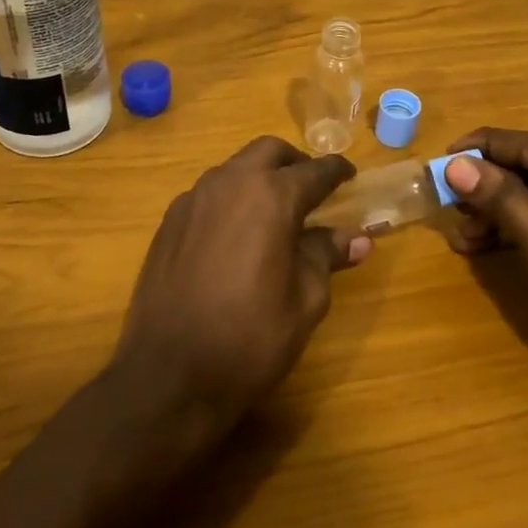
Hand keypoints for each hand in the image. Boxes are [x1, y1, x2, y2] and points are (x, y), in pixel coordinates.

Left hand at [110, 137, 371, 445]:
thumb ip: (326, 256)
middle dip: (295, 163)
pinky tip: (236, 233)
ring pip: (234, 168)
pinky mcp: (168, 222)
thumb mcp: (305, 300)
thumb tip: (358, 238)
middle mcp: (229, 184)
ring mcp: (193, 200)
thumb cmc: (251, 339)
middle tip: (312, 189)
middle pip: (268, 152)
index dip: (336, 171)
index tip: (349, 175)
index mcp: (271, 197)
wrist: (169, 375)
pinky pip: (208, 193)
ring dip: (259, 177)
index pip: (314, 171)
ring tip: (275, 212)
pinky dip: (231, 199)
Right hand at [443, 128, 527, 392]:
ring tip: (463, 241)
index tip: (433, 167)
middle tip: (447, 214)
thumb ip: (502, 199)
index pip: (523, 143)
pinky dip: (518, 228)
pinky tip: (486, 247)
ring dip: (497, 212)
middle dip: (485, 189)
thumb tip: (454, 163)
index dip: (476, 153)